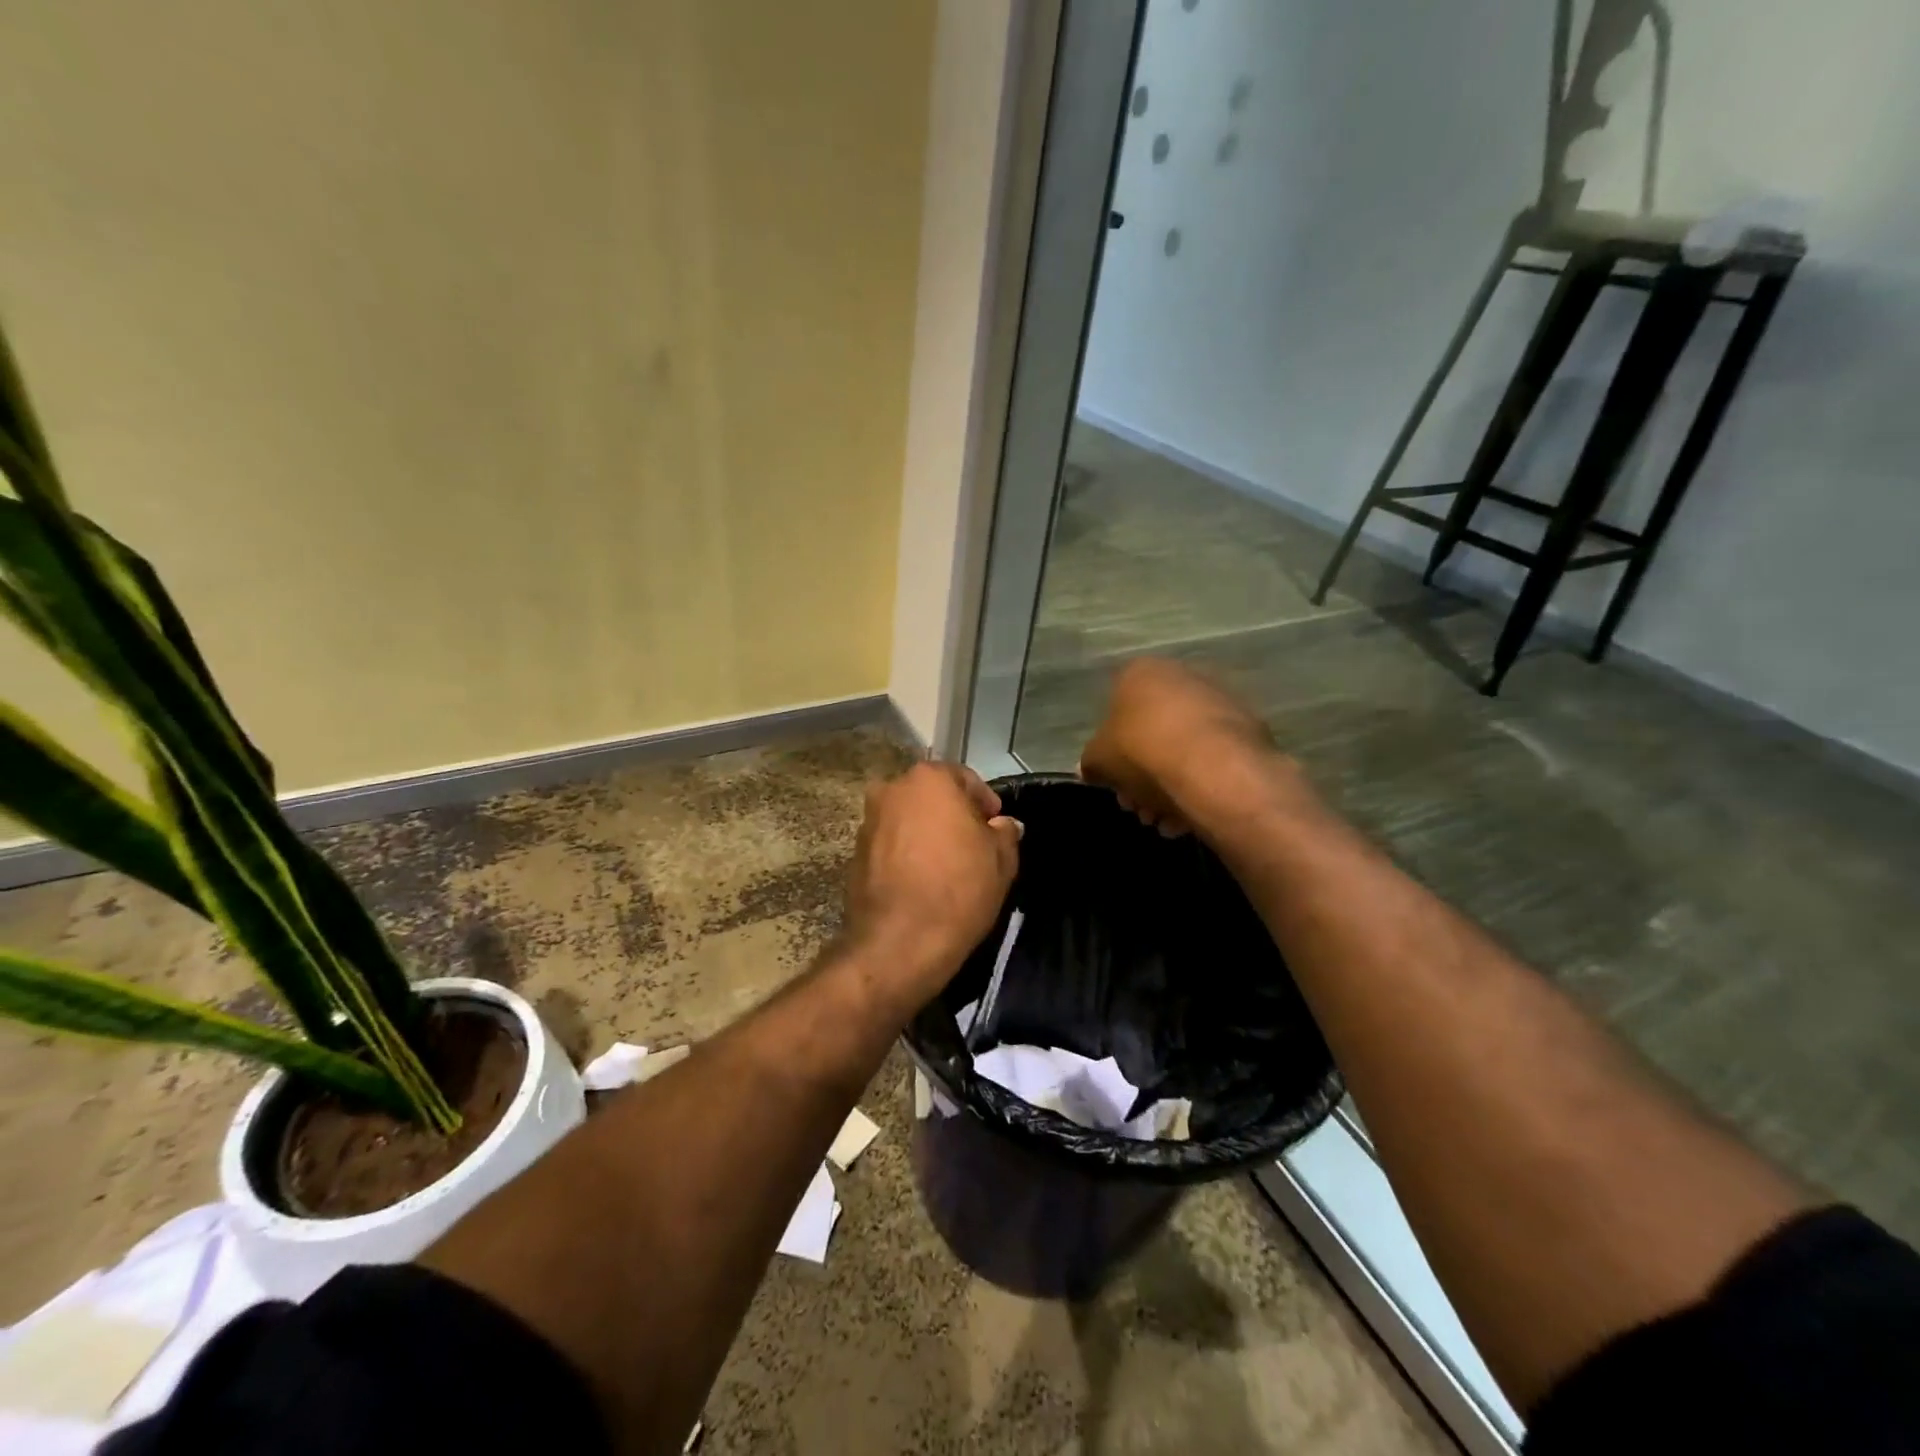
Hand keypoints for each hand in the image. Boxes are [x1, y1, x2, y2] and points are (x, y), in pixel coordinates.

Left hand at [841, 762, 1021, 1011]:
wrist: (899, 943)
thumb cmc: (959, 890)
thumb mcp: (1001, 860)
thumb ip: (1005, 833)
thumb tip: (1003, 825)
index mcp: (928, 779)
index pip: (964, 778)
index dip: (985, 802)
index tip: (996, 826)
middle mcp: (892, 789)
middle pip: (932, 795)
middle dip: (953, 814)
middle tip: (974, 844)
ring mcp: (868, 821)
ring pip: (909, 819)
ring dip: (927, 833)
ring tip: (948, 865)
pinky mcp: (855, 853)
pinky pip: (891, 844)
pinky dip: (907, 853)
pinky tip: (923, 879)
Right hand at [1080, 657, 1283, 835]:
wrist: (1214, 769)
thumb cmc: (1143, 754)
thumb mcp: (1099, 761)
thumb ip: (1091, 763)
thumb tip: (1092, 770)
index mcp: (1141, 673)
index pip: (1116, 710)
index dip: (1112, 754)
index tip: (1117, 785)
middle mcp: (1182, 676)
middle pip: (1152, 732)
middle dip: (1143, 775)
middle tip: (1140, 808)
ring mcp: (1220, 700)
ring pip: (1184, 748)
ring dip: (1170, 786)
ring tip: (1167, 822)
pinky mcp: (1250, 727)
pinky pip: (1214, 758)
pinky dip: (1201, 785)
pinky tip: (1191, 818)